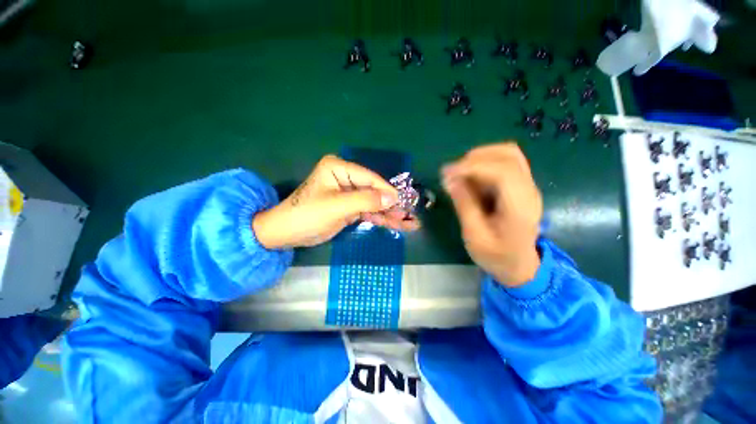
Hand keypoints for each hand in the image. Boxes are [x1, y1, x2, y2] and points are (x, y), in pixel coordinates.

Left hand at [253, 155, 420, 248]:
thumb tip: (392, 198)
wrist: (286, 233)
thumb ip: (365, 200)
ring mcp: (349, 193)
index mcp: (339, 168)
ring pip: (374, 203)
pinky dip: (381, 219)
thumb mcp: (336, 206)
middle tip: (411, 215)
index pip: (369, 178)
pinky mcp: (349, 207)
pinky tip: (396, 224)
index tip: (403, 202)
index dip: (387, 191)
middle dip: (392, 205)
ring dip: (390, 214)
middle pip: (374, 191)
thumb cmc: (307, 215)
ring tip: (410, 223)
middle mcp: (346, 177)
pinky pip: (368, 211)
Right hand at [442, 143, 542, 287]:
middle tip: (452, 173)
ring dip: (480, 158)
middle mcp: (529, 190)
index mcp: (520, 208)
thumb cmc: (496, 256)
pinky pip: (504, 162)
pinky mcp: (521, 185)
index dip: (473, 166)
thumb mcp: (474, 236)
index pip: (503, 172)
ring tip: (459, 173)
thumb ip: (464, 205)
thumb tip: (450, 179)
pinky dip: (484, 163)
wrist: (519, 265)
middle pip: (508, 155)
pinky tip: (470, 177)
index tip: (447, 173)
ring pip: (507, 154)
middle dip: (475, 158)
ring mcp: (527, 186)